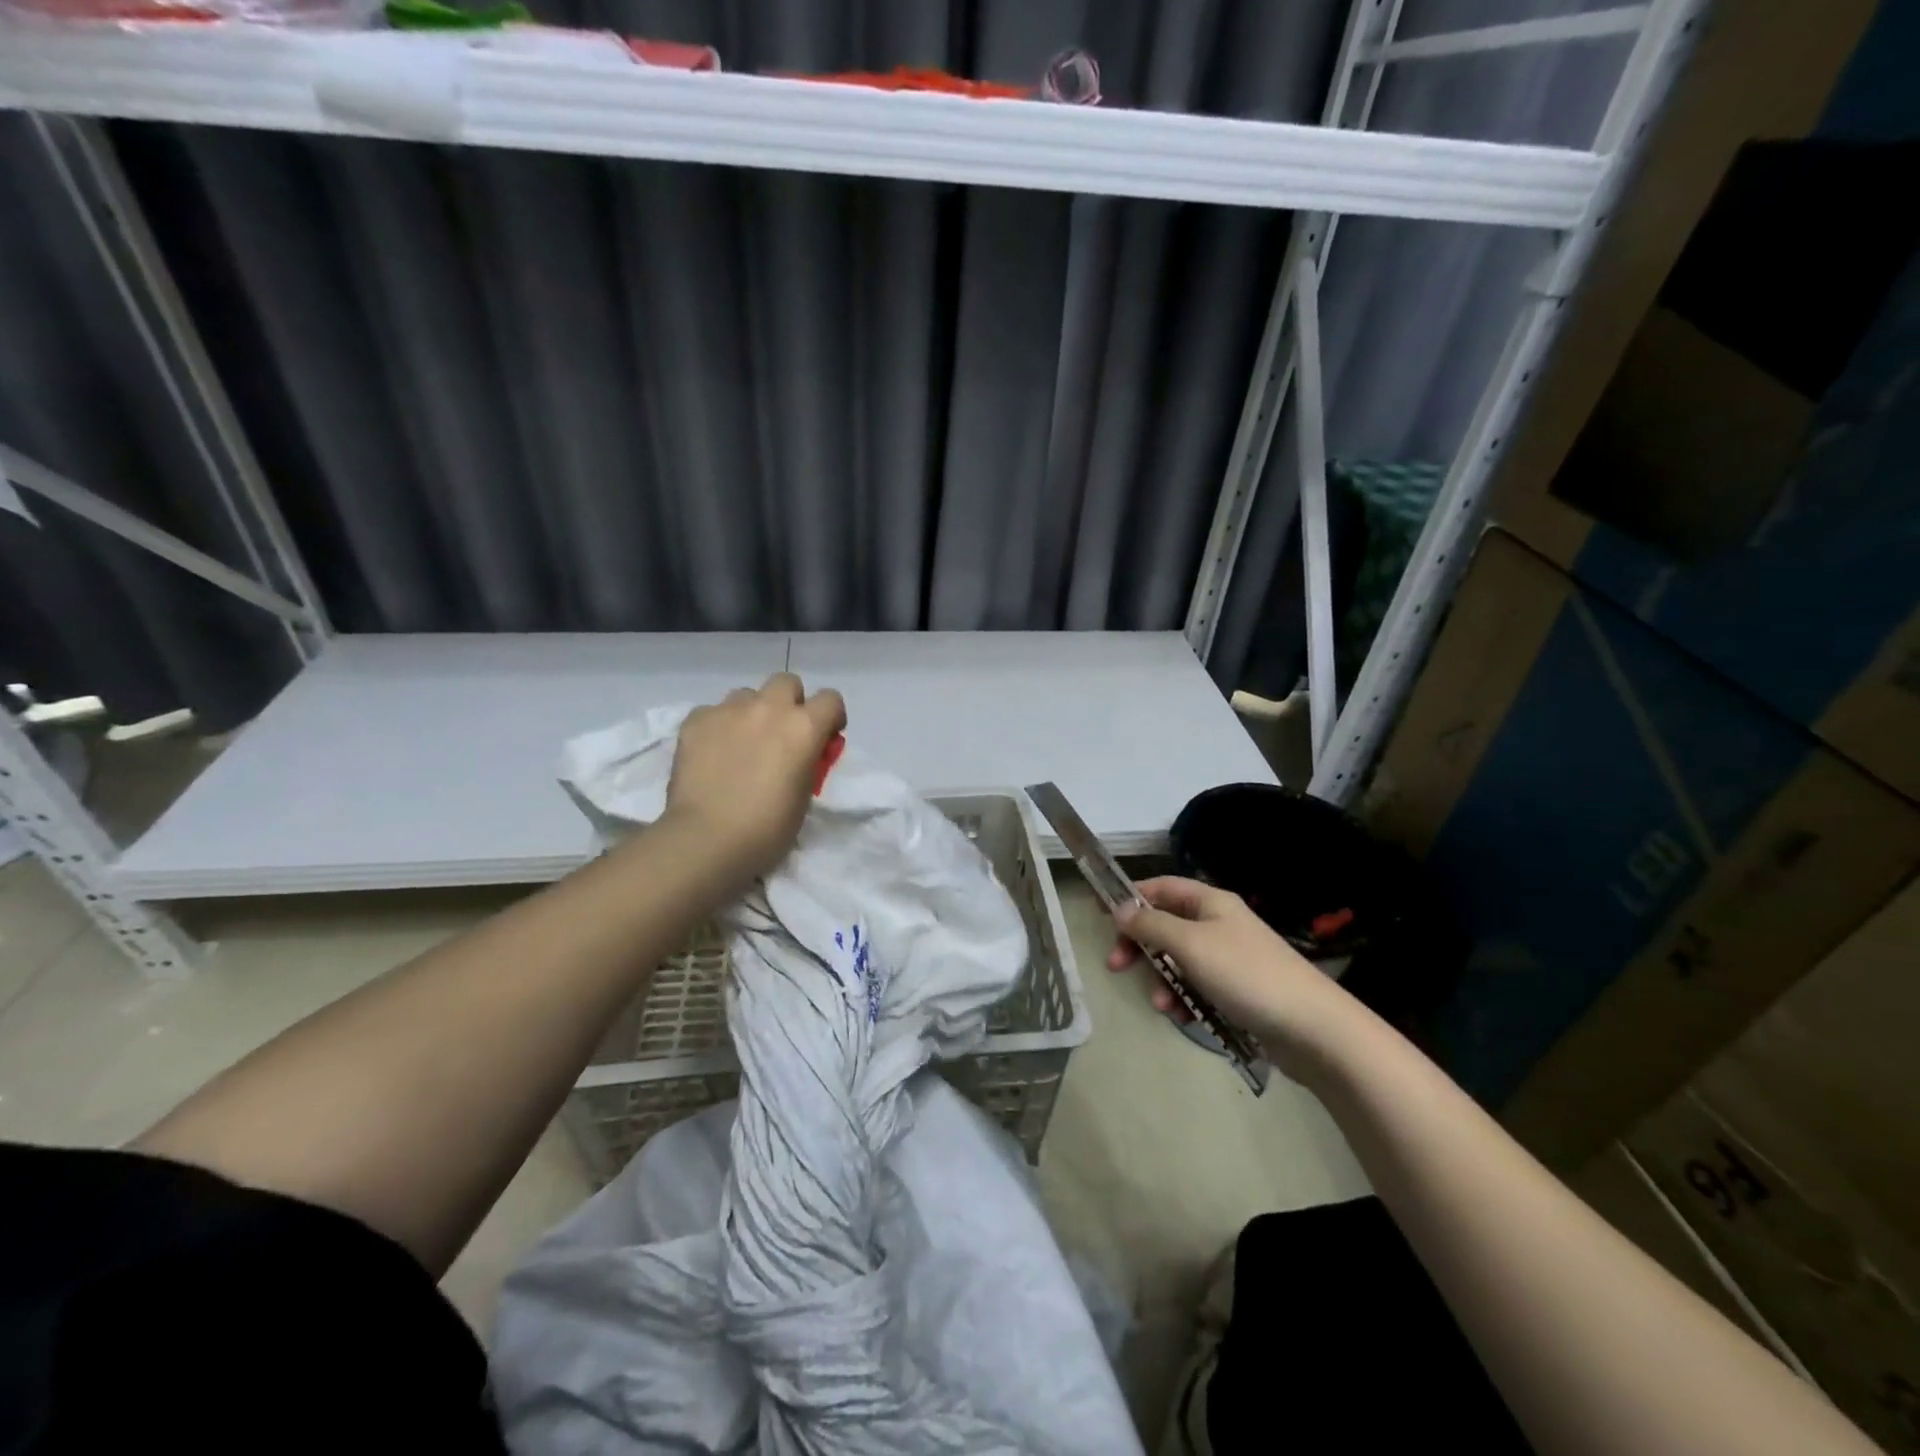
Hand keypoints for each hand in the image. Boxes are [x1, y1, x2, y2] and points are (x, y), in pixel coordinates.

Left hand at [664, 673, 846, 884]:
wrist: (707, 840)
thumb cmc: (767, 829)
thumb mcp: (804, 795)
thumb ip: (807, 761)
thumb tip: (799, 753)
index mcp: (804, 727)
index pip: (831, 699)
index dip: (831, 717)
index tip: (824, 738)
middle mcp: (769, 708)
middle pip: (787, 682)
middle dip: (790, 702)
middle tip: (782, 734)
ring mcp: (728, 711)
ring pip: (747, 694)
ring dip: (752, 712)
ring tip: (742, 743)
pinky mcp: (695, 720)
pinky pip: (713, 711)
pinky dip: (718, 727)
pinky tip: (712, 753)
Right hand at [1108, 877, 1360, 1073]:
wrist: (1313, 1028)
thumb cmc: (1245, 974)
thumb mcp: (1189, 945)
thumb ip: (1150, 925)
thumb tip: (1120, 908)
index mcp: (1210, 902)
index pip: (1161, 887)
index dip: (1130, 896)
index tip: (1099, 911)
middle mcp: (1219, 924)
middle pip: (1166, 926)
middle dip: (1140, 946)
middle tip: (1116, 965)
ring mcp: (1230, 958)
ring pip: (1179, 961)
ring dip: (1162, 980)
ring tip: (1161, 1005)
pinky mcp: (1238, 991)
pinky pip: (1198, 988)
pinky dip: (1185, 1000)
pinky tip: (1183, 1019)